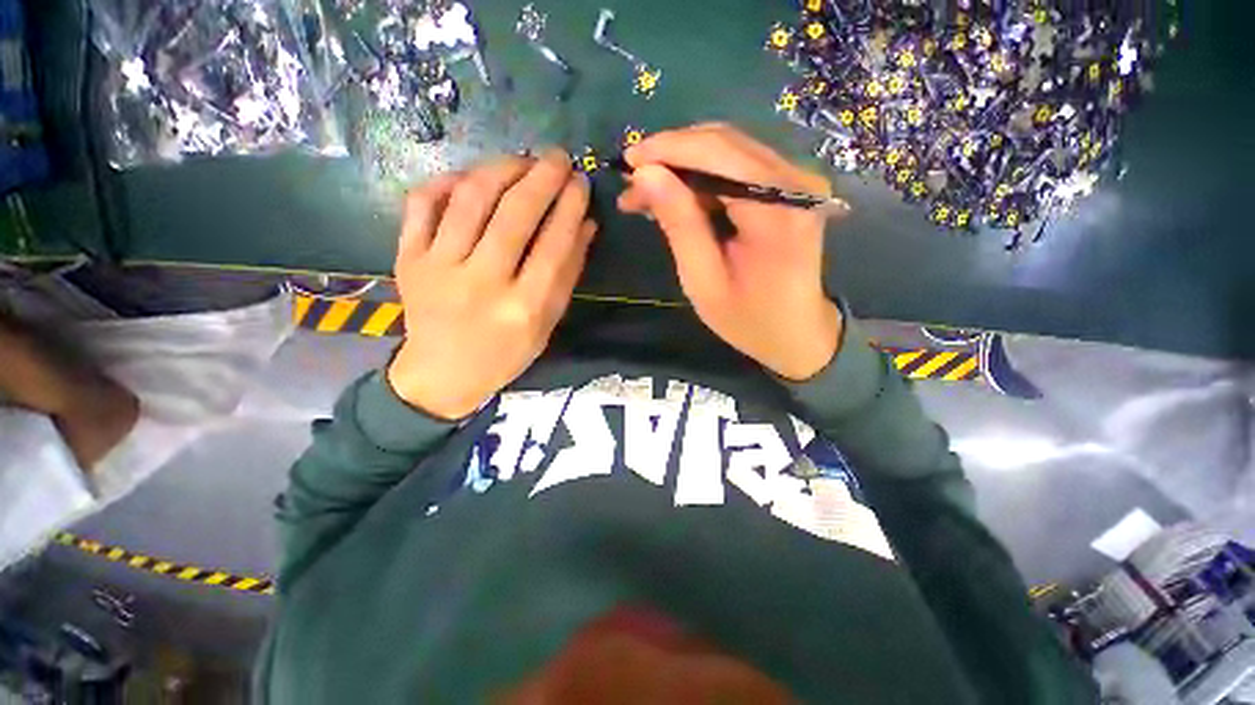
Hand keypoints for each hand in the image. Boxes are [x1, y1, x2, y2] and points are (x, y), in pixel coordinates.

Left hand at [388, 149, 596, 419]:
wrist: (442, 373)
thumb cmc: (505, 353)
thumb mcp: (548, 322)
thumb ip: (568, 274)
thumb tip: (586, 224)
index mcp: (523, 308)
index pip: (554, 244)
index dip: (571, 206)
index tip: (581, 182)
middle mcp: (481, 283)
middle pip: (514, 214)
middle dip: (542, 177)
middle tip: (559, 158)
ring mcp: (438, 268)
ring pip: (470, 198)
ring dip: (501, 169)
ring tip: (523, 160)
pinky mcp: (408, 258)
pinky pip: (423, 203)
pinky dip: (448, 180)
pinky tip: (471, 176)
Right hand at [618, 123, 847, 380]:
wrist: (798, 333)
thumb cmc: (748, 319)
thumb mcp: (703, 281)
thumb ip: (679, 224)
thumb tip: (646, 174)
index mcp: (776, 211)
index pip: (717, 153)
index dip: (667, 149)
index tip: (627, 162)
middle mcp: (795, 180)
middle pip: (723, 143)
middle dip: (671, 156)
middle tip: (633, 184)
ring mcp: (797, 179)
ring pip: (729, 149)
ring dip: (684, 165)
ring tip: (649, 193)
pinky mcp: (791, 185)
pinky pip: (739, 165)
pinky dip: (703, 176)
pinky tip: (679, 196)